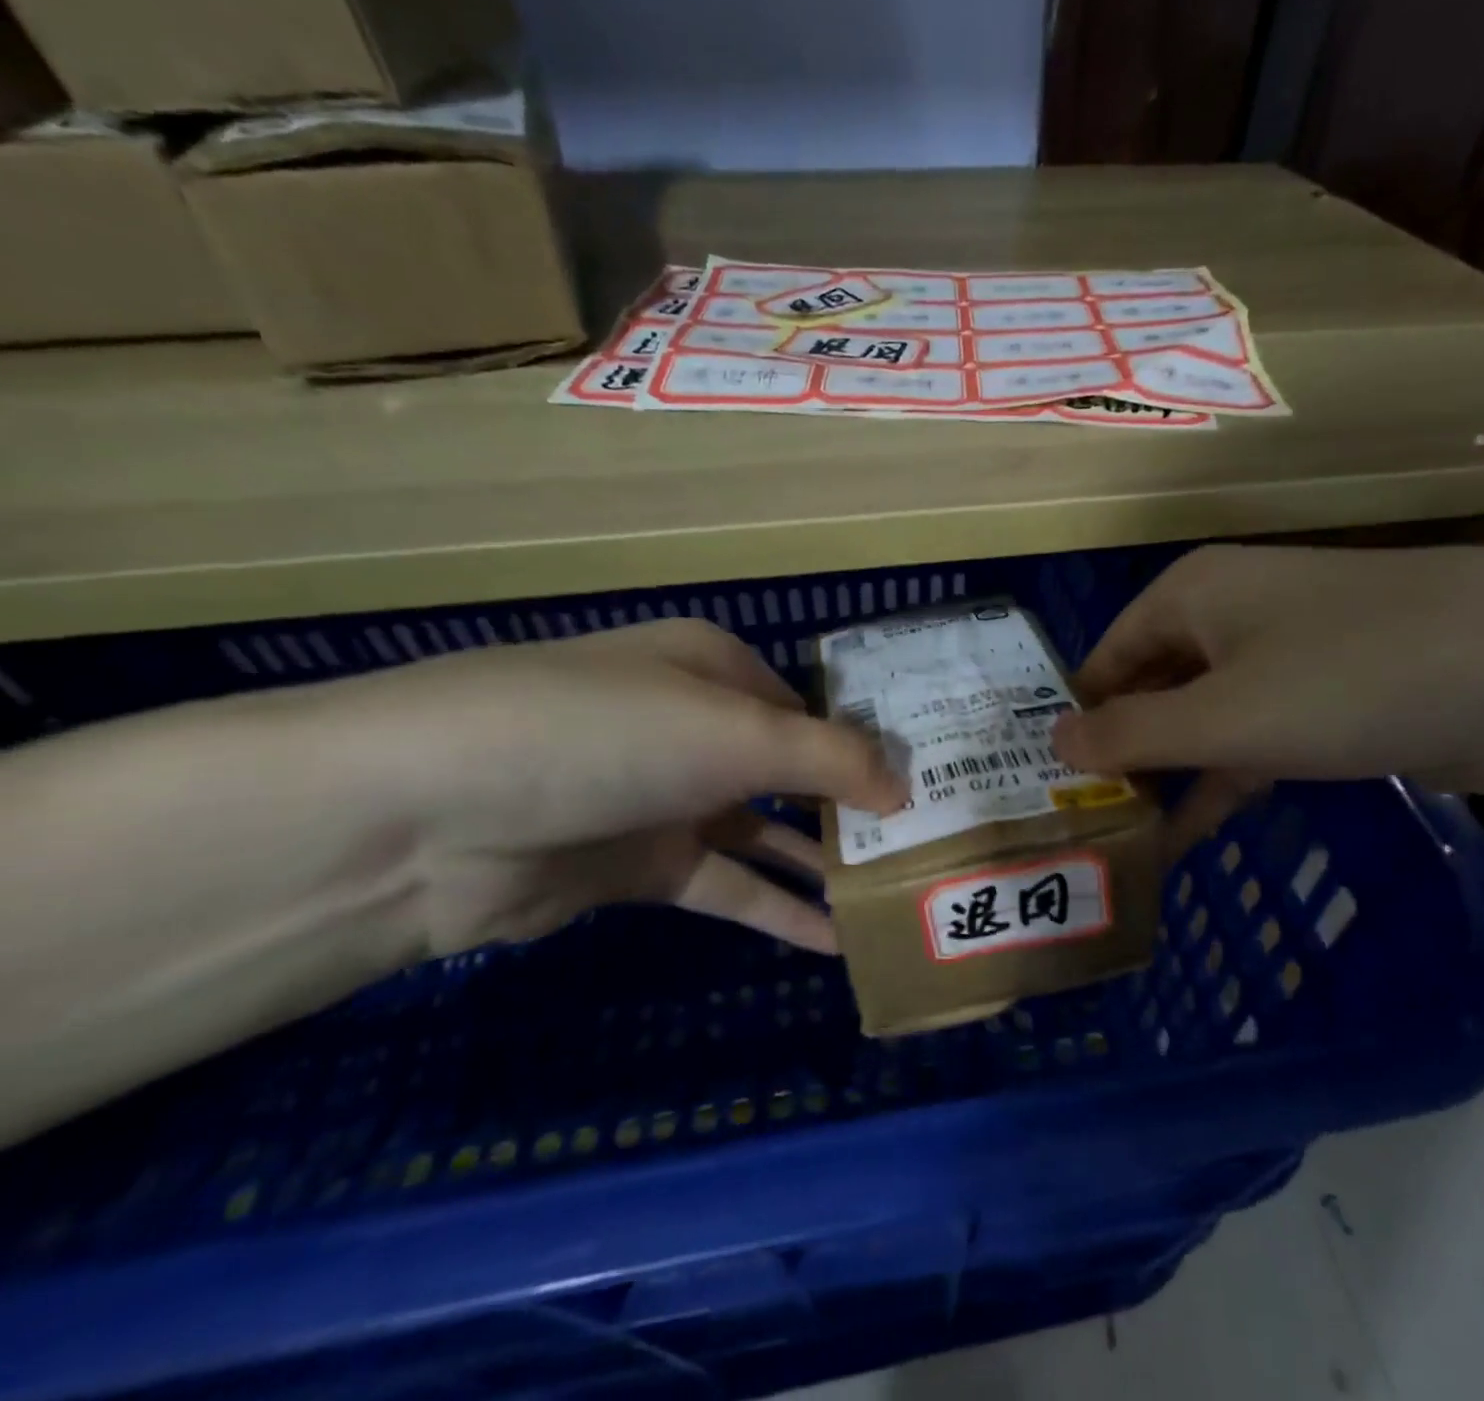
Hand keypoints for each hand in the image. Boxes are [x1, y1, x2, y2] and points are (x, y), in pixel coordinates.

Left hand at [330, 619, 905, 955]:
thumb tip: (907, 786)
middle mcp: (694, 725)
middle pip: (791, 767)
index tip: (928, 783)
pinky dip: (777, 909)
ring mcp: (665, 797)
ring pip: (764, 831)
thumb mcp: (736, 732)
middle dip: (853, 806)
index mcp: (715, 668)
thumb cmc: (608, 735)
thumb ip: (832, 759)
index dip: (869, 744)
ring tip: (894, 893)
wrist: (431, 817)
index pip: (812, 706)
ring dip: (821, 862)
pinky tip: (835, 940)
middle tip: (926, 844)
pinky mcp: (639, 866)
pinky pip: (727, 885)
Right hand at [1053, 545, 1483, 844]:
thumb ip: (1129, 735)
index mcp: (1190, 595)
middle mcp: (1227, 616)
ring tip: (1122, 842)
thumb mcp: (1220, 716)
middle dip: (1119, 755)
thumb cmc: (1345, 679)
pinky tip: (1188, 835)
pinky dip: (1221, 782)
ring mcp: (1281, 658)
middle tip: (1079, 823)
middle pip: (1150, 689)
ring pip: (1200, 721)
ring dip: (1167, 778)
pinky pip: (1251, 740)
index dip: (1077, 719)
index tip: (1047, 784)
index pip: (1105, 658)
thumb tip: (1051, 741)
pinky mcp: (1327, 700)